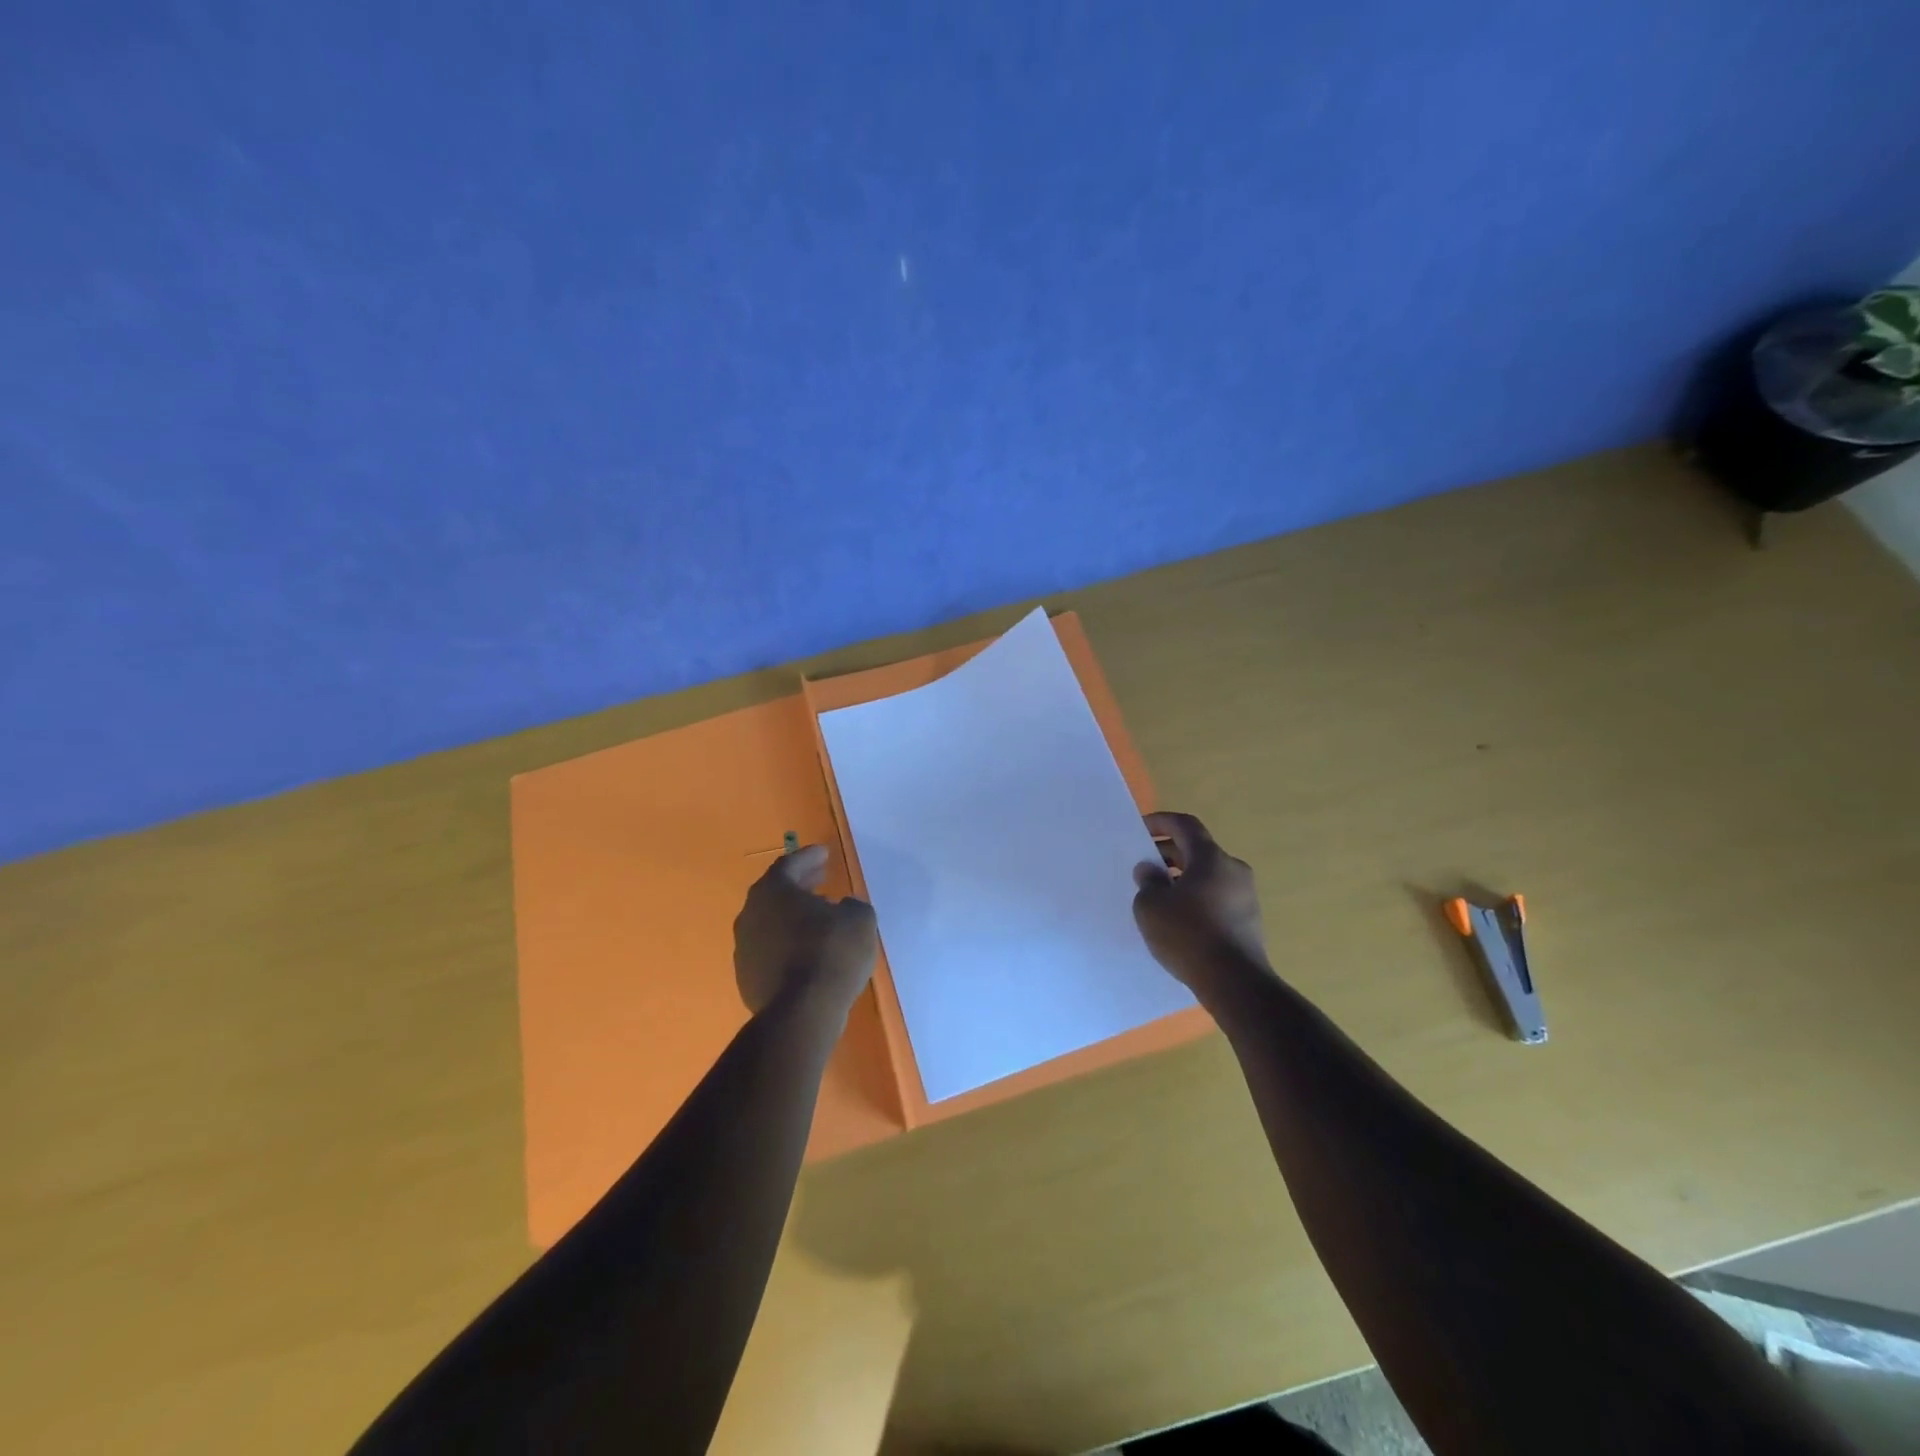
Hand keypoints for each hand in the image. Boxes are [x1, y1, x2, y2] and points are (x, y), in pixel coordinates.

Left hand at [733, 844, 878, 1017]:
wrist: (801, 1013)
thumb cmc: (831, 954)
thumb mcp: (858, 920)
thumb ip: (851, 906)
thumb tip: (843, 908)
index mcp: (773, 891)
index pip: (789, 864)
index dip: (809, 857)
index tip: (825, 853)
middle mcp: (751, 914)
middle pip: (775, 892)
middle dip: (800, 884)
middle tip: (821, 878)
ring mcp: (744, 949)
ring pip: (770, 922)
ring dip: (793, 916)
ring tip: (819, 917)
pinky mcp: (747, 978)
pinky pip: (770, 950)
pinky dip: (787, 943)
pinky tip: (808, 951)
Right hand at [1132, 811, 1269, 987]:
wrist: (1235, 983)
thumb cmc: (1188, 935)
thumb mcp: (1151, 906)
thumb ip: (1147, 882)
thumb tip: (1151, 870)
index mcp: (1210, 858)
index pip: (1185, 825)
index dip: (1161, 822)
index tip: (1141, 829)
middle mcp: (1233, 869)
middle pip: (1197, 850)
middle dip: (1168, 854)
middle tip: (1144, 868)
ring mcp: (1246, 895)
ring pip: (1207, 875)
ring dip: (1182, 878)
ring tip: (1158, 896)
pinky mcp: (1249, 920)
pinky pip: (1217, 897)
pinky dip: (1196, 898)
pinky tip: (1179, 920)